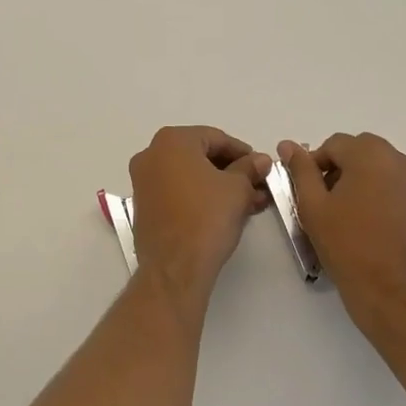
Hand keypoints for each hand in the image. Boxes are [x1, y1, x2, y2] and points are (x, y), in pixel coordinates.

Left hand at [128, 126, 271, 307]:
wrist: (174, 267)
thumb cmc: (207, 217)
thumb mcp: (237, 189)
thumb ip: (249, 168)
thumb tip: (260, 160)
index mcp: (172, 140)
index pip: (216, 138)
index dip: (243, 153)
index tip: (261, 167)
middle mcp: (151, 154)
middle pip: (200, 155)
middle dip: (231, 171)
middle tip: (257, 186)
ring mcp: (143, 180)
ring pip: (189, 175)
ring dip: (219, 185)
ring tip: (248, 202)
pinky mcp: (143, 205)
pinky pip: (177, 191)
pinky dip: (200, 196)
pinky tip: (224, 211)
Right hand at [278, 133, 405, 347]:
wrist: (398, 298)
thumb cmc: (349, 248)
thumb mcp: (313, 207)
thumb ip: (301, 170)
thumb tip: (288, 145)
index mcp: (371, 155)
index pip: (335, 144)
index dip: (315, 165)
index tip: (308, 194)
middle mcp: (401, 162)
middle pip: (361, 153)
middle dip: (341, 170)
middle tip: (327, 204)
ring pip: (383, 171)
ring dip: (363, 183)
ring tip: (350, 218)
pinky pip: (400, 191)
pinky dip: (384, 199)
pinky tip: (374, 230)